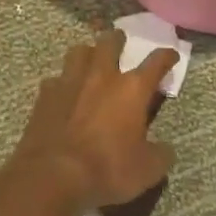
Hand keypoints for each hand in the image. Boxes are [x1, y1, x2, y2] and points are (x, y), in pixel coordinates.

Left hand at [8, 29, 177, 210]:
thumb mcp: (147, 170)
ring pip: (79, 52)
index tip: (171, 55)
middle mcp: (101, 77)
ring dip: (88, 53)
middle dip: (118, 40)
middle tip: (121, 42)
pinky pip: (55, 79)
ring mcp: (69, 82)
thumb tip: (165, 150)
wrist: (51, 176)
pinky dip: (63, 82)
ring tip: (91, 61)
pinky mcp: (44, 96)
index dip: (166, 56)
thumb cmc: (107, 169)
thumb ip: (161, 155)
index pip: (156, 62)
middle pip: (110, 43)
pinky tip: (64, 93)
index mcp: (132, 89)